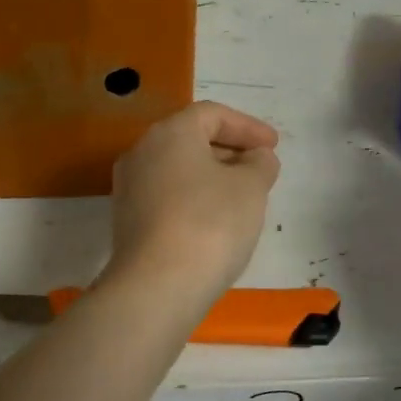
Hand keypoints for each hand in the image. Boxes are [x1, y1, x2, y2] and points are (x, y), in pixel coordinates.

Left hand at [105, 101, 279, 301]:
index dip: (247, 126)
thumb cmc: (210, 223)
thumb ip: (259, 164)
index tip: (273, 146)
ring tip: (242, 196)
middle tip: (260, 169)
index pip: (212, 114)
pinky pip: (167, 196)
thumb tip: (256, 158)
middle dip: (229, 151)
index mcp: (170, 133)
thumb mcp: (250, 188)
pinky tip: (215, 221)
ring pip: (177, 170)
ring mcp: (129, 188)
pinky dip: (193, 198)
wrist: (157, 286)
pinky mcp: (127, 221)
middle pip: (190, 139)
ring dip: (211, 176)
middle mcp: (141, 152)